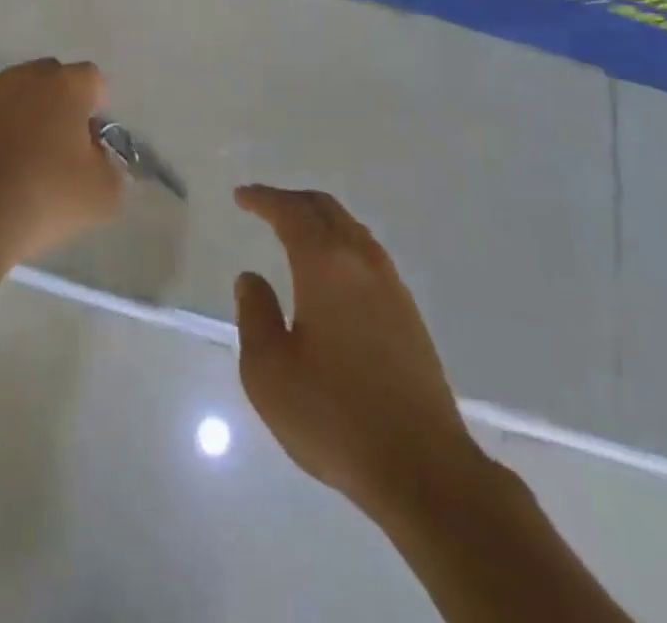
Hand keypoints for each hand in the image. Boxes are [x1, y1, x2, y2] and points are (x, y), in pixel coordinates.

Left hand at [0, 59, 124, 273]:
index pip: (92, 79)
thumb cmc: (46, 196)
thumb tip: (99, 162)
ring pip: (14, 96)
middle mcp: (24, 80)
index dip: (98, 106)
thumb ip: (112, 169)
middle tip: (63, 144)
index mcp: (65, 86)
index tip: (94, 139)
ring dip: (24, 116)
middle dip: (60, 102)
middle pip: (51, 77)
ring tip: (26, 159)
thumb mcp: (104, 194)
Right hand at [234, 185, 483, 517]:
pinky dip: (341, 243)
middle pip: (326, 209)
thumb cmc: (336, 417)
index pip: (291, 212)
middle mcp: (362, 262)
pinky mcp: (409, 314)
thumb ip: (254, 315)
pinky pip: (368, 254)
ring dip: (320, 220)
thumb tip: (251, 278)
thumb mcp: (269, 372)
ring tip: (295, 232)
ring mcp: (392, 286)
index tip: (241, 197)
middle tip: (264, 206)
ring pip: (351, 229)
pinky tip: (332, 272)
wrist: (425, 469)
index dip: (263, 199)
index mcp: (325, 265)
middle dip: (292, 201)